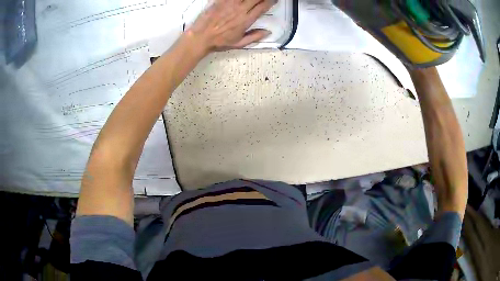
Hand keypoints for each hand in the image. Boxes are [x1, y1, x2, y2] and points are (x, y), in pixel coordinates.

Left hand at [186, 0, 275, 53]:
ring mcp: (229, 3)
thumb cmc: (219, 42)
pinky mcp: (220, 1)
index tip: (274, 0)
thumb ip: (254, 37)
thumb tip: (268, 32)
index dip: (271, 1)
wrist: (200, 37)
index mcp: (246, 20)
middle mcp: (240, 10)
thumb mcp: (239, 43)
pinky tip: (239, 0)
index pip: (263, 7)